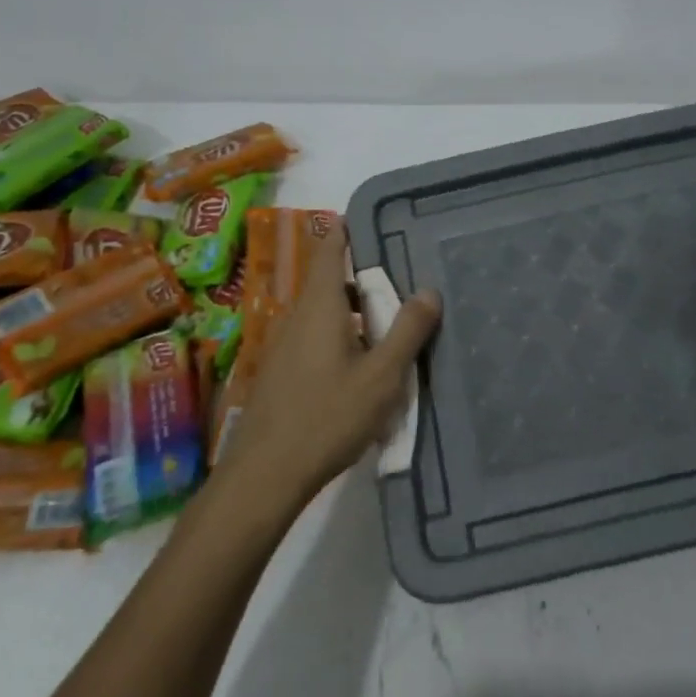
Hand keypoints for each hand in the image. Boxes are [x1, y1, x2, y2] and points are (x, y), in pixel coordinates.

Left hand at [221, 226, 441, 507]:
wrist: (266, 474)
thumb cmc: (327, 417)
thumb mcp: (381, 376)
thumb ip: (407, 331)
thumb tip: (429, 290)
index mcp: (320, 306)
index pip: (330, 250)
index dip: (349, 231)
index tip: (375, 221)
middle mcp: (297, 316)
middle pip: (331, 282)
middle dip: (365, 278)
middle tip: (403, 282)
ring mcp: (285, 345)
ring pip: (324, 313)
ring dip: (355, 312)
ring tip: (391, 327)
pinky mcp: (281, 372)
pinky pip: (315, 337)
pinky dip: (341, 335)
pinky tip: (362, 367)